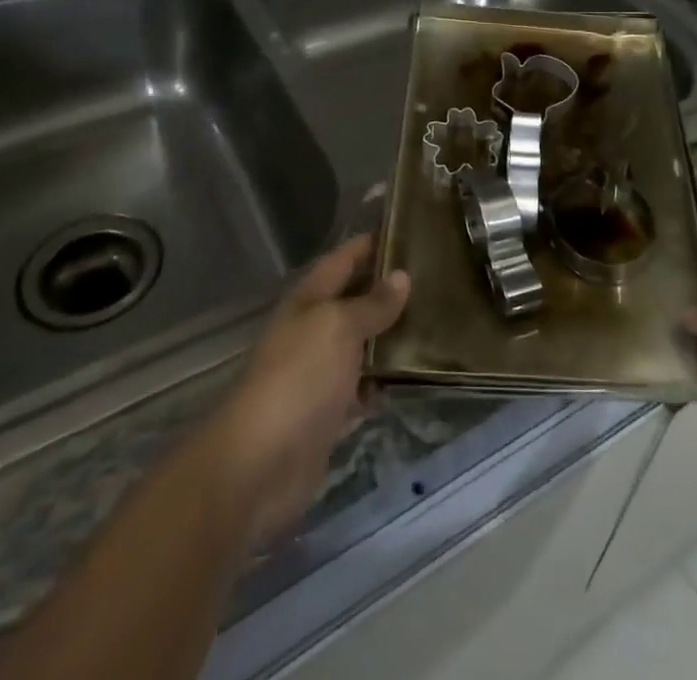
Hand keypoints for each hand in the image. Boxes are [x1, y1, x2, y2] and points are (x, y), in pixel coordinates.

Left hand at [202, 235, 409, 549]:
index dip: (371, 244)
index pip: (343, 260)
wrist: (260, 464)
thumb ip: (372, 303)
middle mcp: (312, 330)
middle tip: (436, 279)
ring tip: (437, 324)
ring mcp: (319, 374)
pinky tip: (414, 378)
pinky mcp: (329, 414)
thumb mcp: (338, 327)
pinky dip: (384, 384)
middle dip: (388, 290)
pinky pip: (362, 389)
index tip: (409, 231)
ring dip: (391, 338)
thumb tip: (401, 276)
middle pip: (354, 301)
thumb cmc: (299, 377)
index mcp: (308, 300)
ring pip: (361, 346)